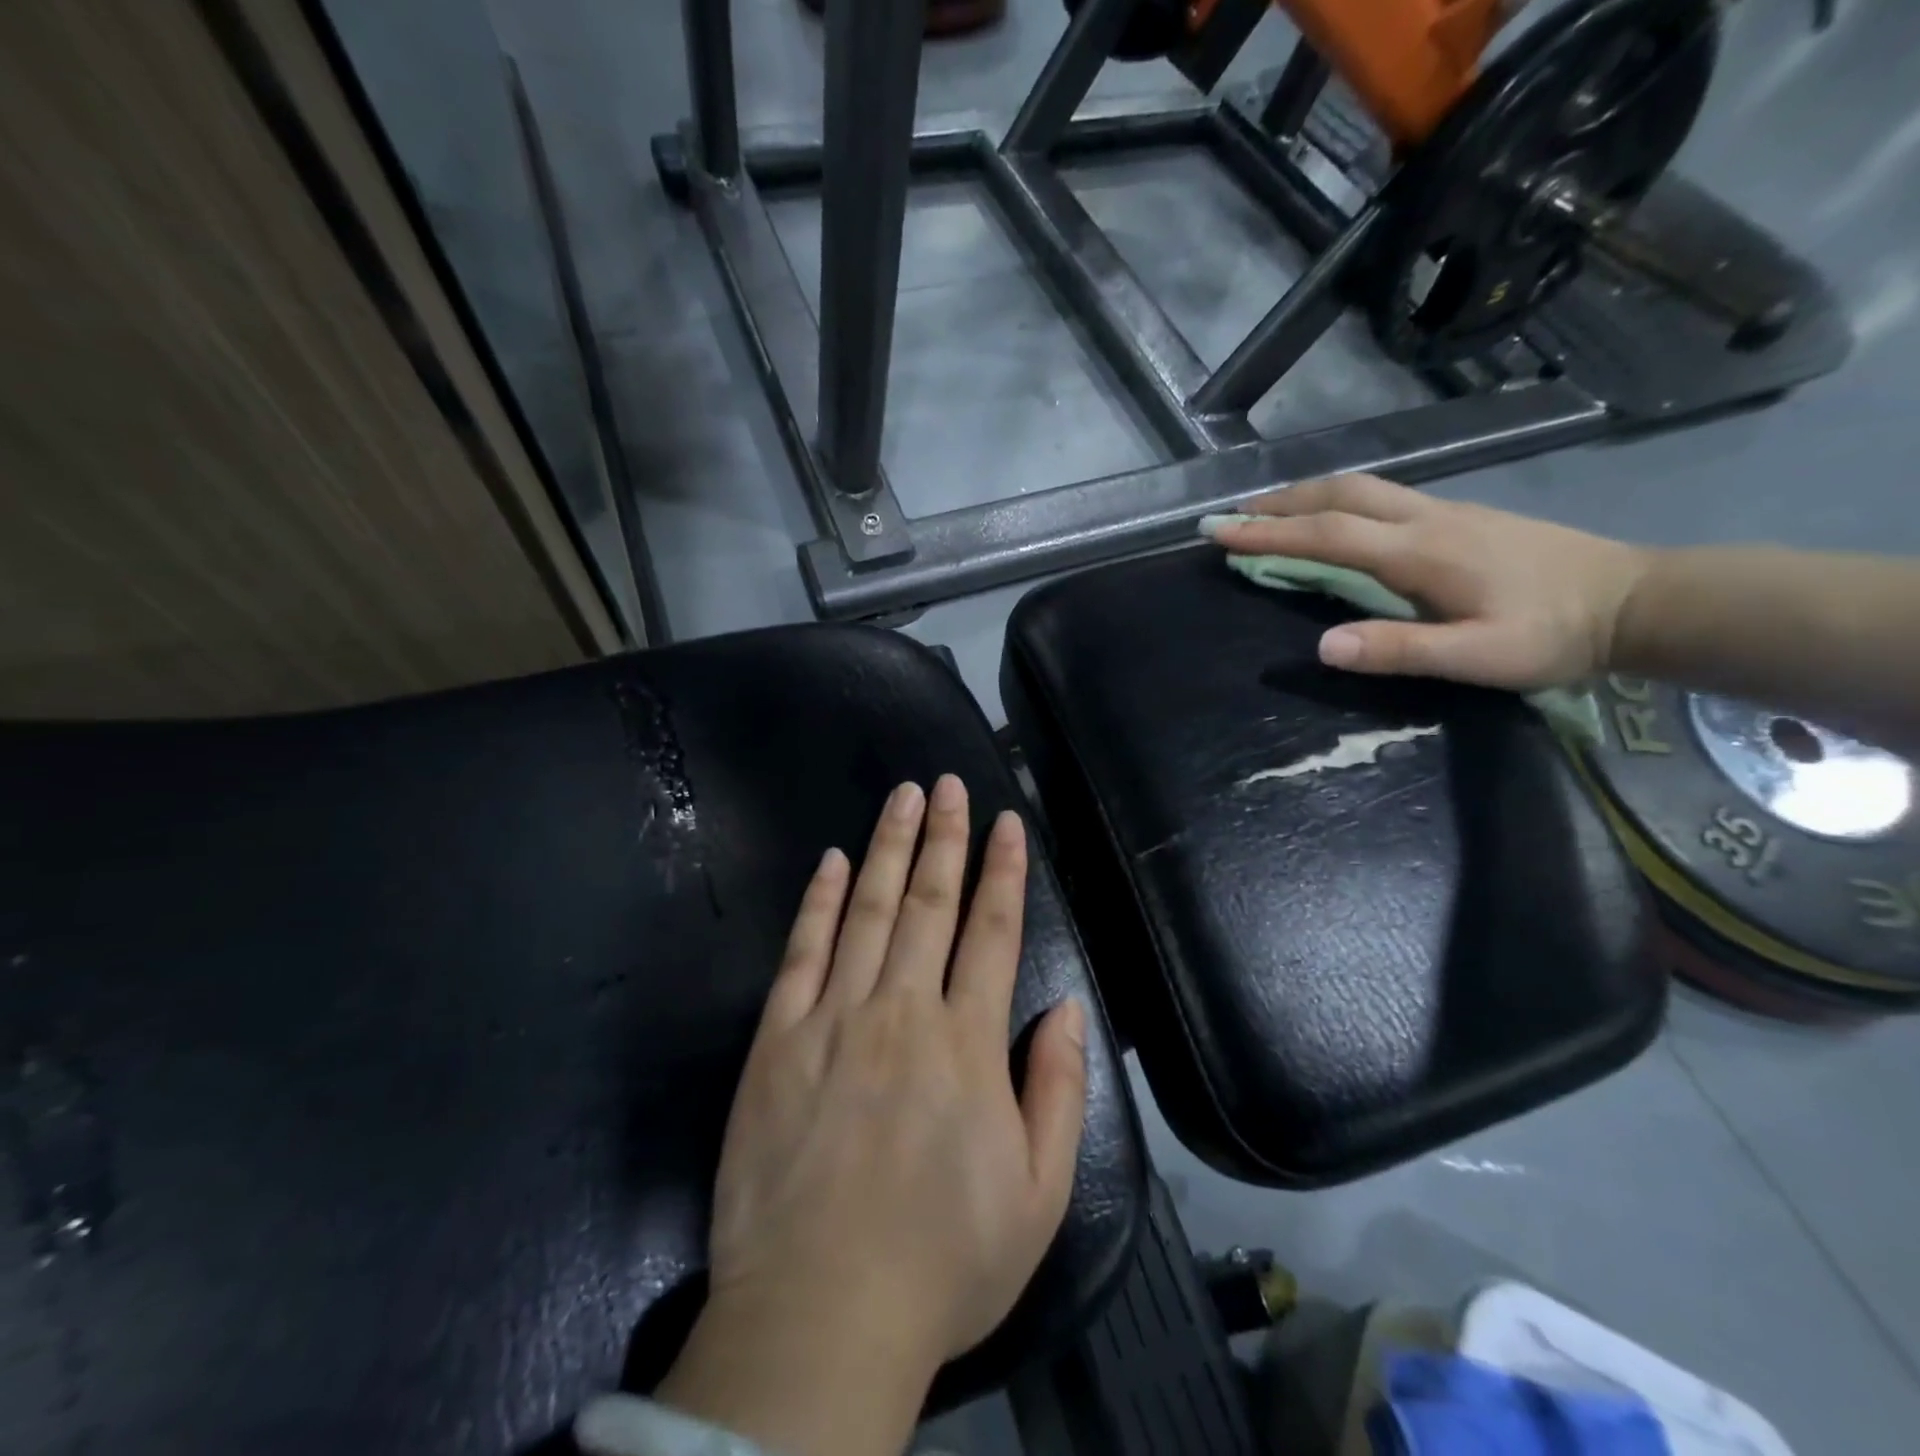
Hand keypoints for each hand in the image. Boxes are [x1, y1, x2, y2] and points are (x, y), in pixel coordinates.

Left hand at [651, 777, 1087, 1455]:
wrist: (819, 1317)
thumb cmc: (941, 1261)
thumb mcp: (1038, 1196)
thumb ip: (1058, 1090)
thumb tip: (1068, 1007)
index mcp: (967, 1043)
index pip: (993, 931)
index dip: (1003, 870)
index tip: (1007, 821)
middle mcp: (901, 1011)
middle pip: (930, 903)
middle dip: (945, 837)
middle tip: (948, 785)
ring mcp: (832, 1018)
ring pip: (867, 910)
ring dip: (889, 848)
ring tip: (903, 798)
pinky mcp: (776, 1039)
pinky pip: (801, 952)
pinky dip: (818, 901)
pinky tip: (831, 861)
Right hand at [1207, 475, 1651, 689]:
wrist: (1636, 600)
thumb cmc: (1552, 635)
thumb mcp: (1477, 656)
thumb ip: (1398, 650)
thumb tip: (1321, 646)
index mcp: (1419, 552)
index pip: (1327, 534)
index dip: (1267, 532)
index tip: (1217, 532)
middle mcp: (1425, 519)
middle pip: (1339, 494)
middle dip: (1279, 502)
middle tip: (1232, 516)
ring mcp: (1444, 512)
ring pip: (1360, 489)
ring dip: (1306, 496)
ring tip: (1268, 512)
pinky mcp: (1458, 518)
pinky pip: (1380, 498)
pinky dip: (1336, 502)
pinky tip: (1331, 519)